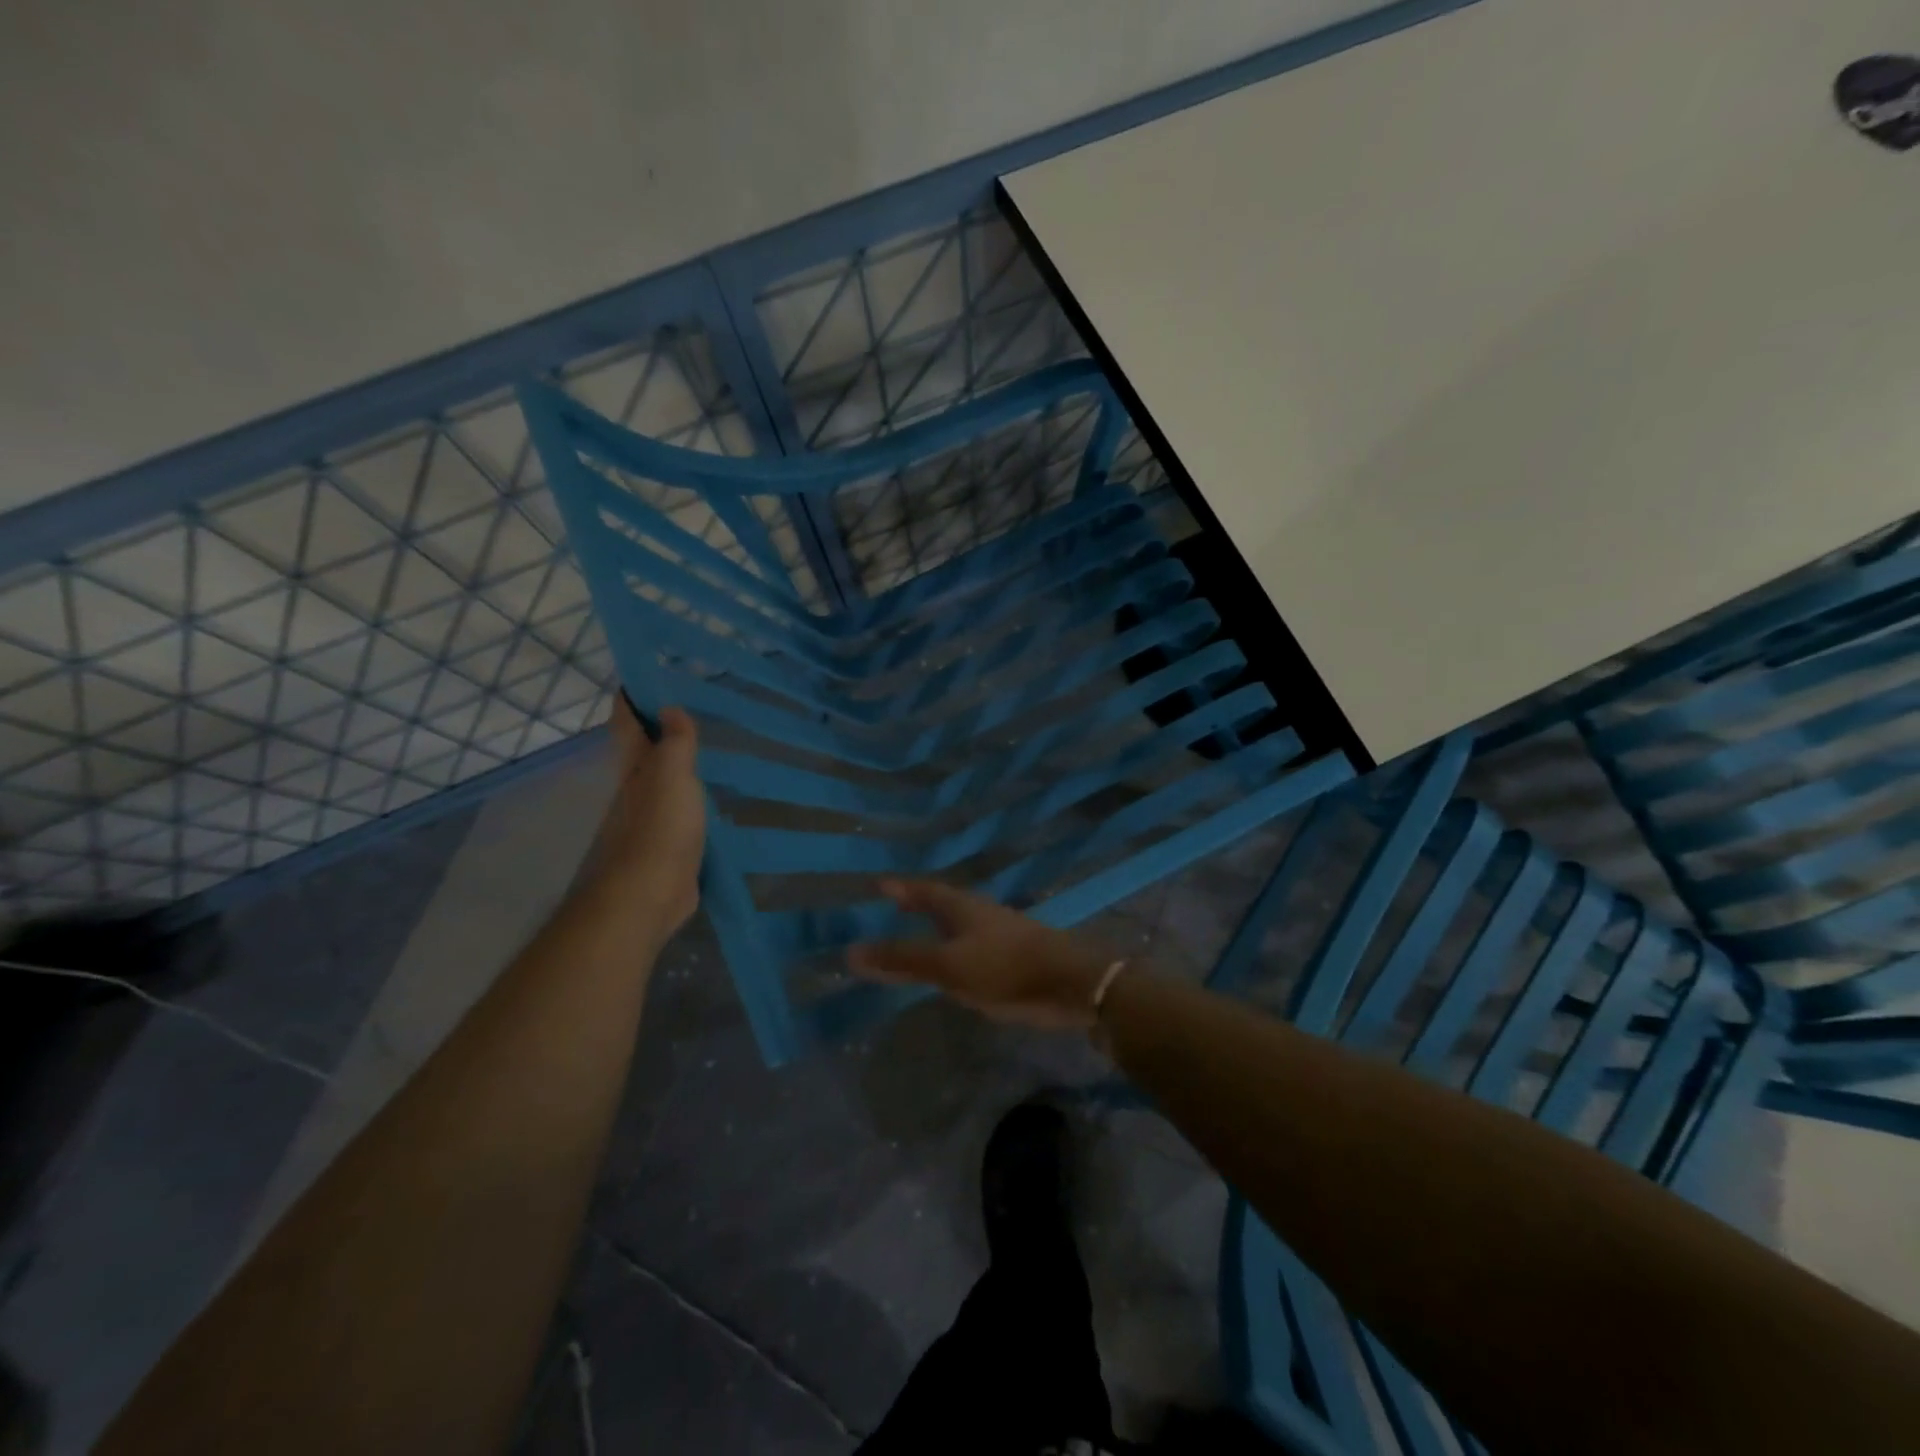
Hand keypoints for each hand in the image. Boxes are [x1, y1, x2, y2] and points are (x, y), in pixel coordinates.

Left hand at [579, 699, 704, 939]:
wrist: (649, 896)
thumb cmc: (659, 829)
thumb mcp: (671, 776)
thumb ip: (674, 742)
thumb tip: (670, 708)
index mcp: (634, 768)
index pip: (627, 722)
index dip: (633, 697)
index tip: (648, 673)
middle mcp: (636, 789)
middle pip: (644, 752)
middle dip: (662, 730)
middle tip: (696, 708)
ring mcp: (650, 820)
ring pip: (664, 782)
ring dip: (681, 766)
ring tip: (713, 750)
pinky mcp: (668, 846)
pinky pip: (682, 812)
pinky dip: (695, 799)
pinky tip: (717, 800)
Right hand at [847, 880, 1116, 1029]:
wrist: (1069, 984)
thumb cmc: (1004, 967)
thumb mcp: (947, 965)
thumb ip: (902, 960)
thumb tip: (850, 951)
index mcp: (962, 906)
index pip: (924, 891)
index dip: (902, 889)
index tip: (880, 885)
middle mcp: (979, 914)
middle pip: (943, 904)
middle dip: (919, 905)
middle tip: (896, 906)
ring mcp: (998, 935)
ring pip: (960, 927)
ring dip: (938, 929)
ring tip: (919, 935)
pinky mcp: (1012, 959)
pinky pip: (973, 949)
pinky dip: (955, 952)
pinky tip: (953, 967)